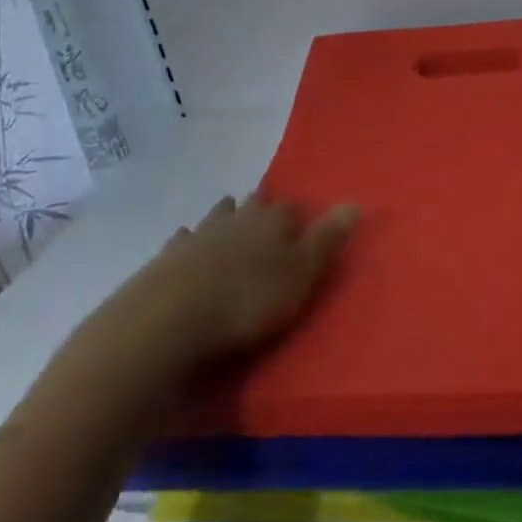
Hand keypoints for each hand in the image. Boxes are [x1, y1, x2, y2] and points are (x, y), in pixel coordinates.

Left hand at [141, 195, 358, 360]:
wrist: (167, 320)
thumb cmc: (245, 301)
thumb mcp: (299, 275)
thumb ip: (327, 240)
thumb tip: (355, 202)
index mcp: (271, 222)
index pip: (290, 209)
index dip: (297, 216)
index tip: (300, 223)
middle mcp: (236, 219)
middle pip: (252, 206)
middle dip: (260, 207)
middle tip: (265, 212)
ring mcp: (197, 236)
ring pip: (217, 216)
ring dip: (225, 216)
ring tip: (230, 216)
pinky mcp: (166, 259)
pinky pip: (182, 241)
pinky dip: (188, 241)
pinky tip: (185, 242)